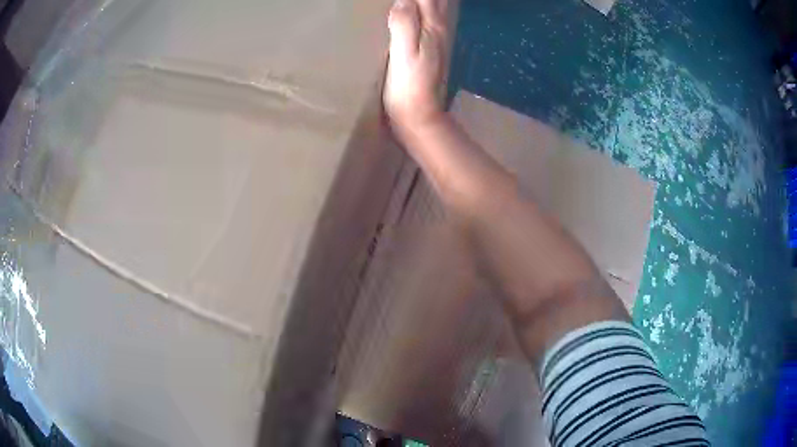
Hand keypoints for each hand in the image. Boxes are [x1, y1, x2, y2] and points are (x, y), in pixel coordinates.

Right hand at [384, 0, 447, 136]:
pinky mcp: (431, 46)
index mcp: (431, 26)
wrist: (419, 116)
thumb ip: (404, 25)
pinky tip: (425, 5)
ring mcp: (438, 37)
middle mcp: (439, 28)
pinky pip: (434, 16)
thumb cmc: (408, 88)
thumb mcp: (403, 56)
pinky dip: (431, 5)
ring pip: (440, 6)